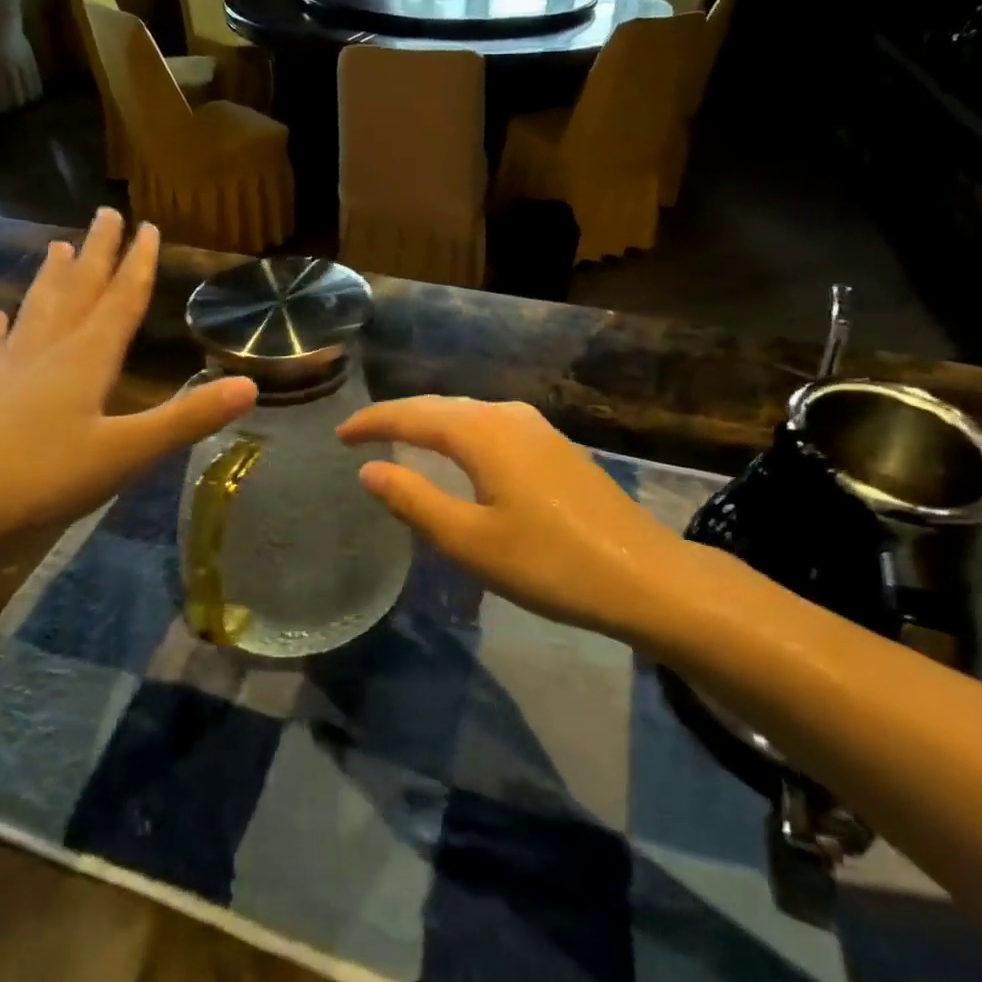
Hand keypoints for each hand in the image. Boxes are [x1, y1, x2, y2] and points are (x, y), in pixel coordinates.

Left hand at [0, 210, 255, 574]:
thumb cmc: (44, 475)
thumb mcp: (129, 451)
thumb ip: (188, 418)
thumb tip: (251, 385)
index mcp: (88, 358)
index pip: (121, 300)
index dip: (139, 263)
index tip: (148, 226)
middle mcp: (49, 353)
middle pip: (78, 291)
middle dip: (97, 253)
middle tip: (105, 213)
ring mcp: (9, 373)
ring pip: (36, 312)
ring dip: (51, 279)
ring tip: (56, 247)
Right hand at [337, 396, 683, 640]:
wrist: (642, 574)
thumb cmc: (548, 562)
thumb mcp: (470, 540)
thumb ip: (414, 500)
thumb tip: (369, 469)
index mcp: (482, 432)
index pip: (413, 414)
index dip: (373, 421)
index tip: (339, 433)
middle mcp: (507, 415)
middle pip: (440, 406)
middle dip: (398, 417)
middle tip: (360, 435)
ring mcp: (536, 427)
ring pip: (468, 414)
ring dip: (431, 423)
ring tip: (400, 440)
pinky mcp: (554, 446)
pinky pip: (491, 426)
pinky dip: (460, 434)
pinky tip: (458, 454)